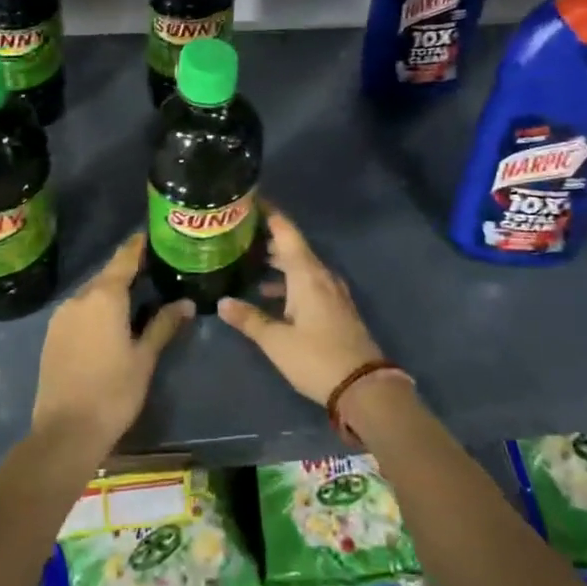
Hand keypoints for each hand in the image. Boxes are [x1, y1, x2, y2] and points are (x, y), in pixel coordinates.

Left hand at [33, 233, 189, 459]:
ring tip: (134, 296)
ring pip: (91, 294)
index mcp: (105, 297)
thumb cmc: (113, 392)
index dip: (137, 246)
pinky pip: (78, 310)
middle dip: (127, 271)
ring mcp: (61, 316)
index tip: (150, 235)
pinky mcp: (51, 335)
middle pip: (107, 275)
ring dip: (110, 292)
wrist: (65, 432)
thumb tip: (186, 303)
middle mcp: (80, 298)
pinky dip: (95, 309)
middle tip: (151, 270)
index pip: (124, 259)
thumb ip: (163, 325)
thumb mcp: (144, 358)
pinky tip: (108, 322)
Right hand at [218, 207, 383, 406]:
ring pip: (300, 265)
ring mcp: (331, 291)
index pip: (286, 232)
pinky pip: (308, 281)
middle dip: (267, 236)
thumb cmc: (317, 358)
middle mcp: (321, 275)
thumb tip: (221, 302)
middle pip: (293, 246)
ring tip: (248, 258)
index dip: (269, 213)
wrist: (364, 387)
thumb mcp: (276, 341)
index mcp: (307, 274)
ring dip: (277, 260)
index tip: (249, 198)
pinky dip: (287, 279)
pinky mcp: (335, 307)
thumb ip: (249, 318)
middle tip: (239, 230)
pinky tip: (269, 292)